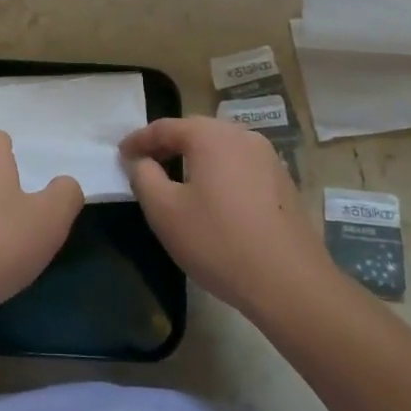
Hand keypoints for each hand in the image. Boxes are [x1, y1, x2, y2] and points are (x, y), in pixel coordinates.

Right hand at [122, 117, 332, 317]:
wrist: (289, 283)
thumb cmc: (218, 242)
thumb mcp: (165, 211)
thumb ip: (144, 177)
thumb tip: (140, 161)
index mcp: (212, 136)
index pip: (165, 127)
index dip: (138, 140)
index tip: (120, 154)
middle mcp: (243, 136)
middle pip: (196, 132)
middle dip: (168, 145)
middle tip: (145, 164)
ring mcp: (269, 159)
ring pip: (221, 149)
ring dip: (195, 159)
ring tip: (176, 181)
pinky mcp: (283, 183)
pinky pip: (240, 167)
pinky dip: (219, 173)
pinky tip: (212, 200)